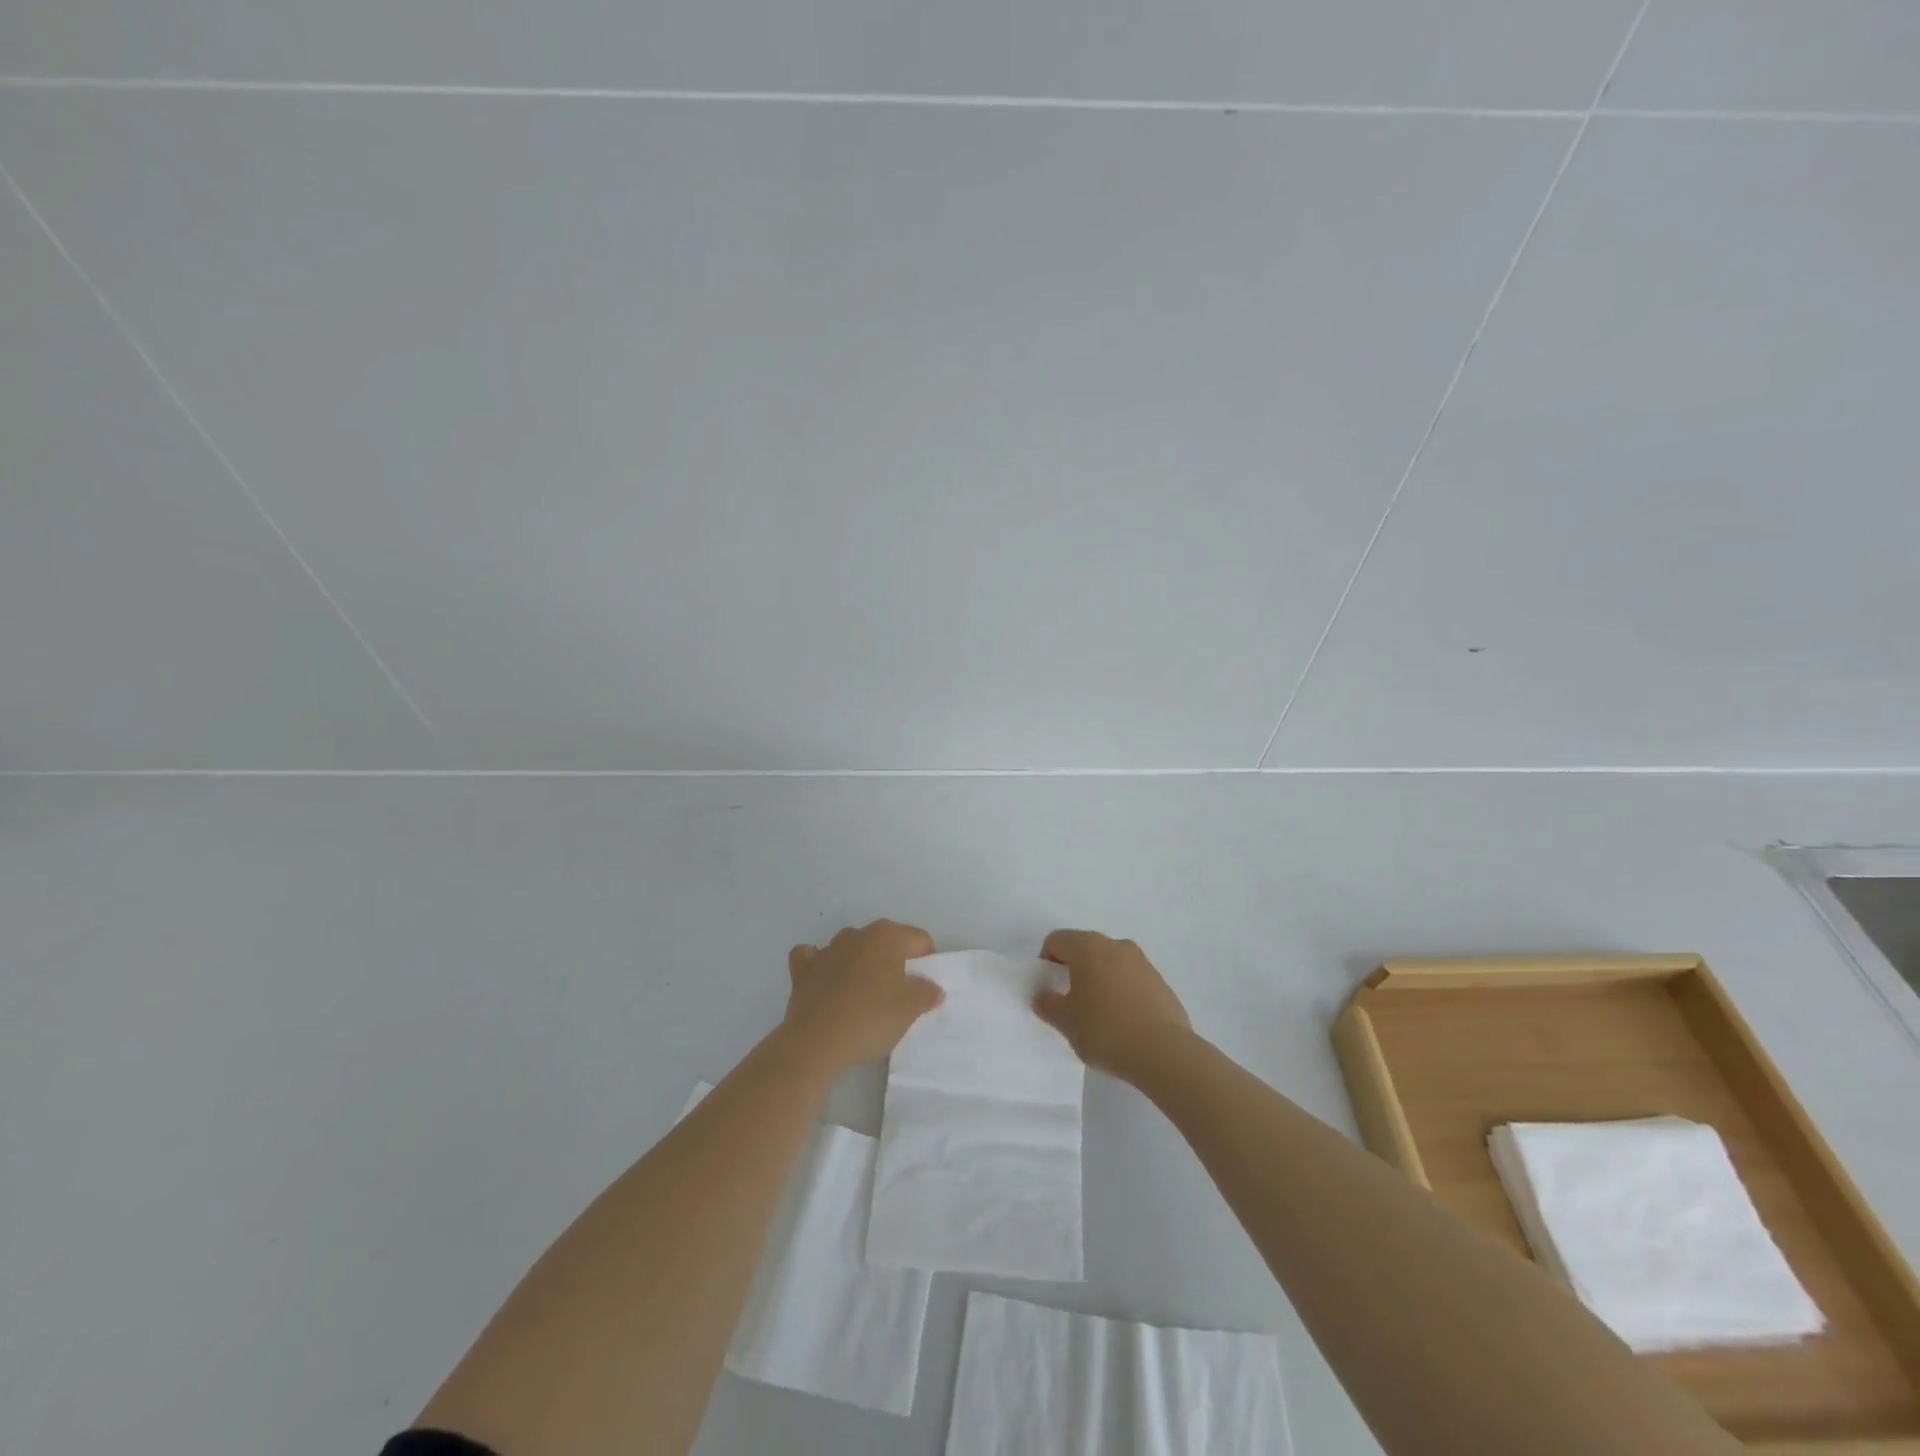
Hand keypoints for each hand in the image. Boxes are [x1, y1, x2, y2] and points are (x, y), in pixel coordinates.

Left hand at [780, 920, 943, 1073]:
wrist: (817, 1041)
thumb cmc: (872, 1017)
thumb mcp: (910, 1009)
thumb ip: (926, 993)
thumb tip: (933, 988)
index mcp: (887, 935)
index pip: (919, 940)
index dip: (927, 962)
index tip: (925, 988)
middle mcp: (857, 934)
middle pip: (885, 943)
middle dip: (894, 963)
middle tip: (899, 995)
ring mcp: (827, 950)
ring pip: (852, 949)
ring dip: (860, 965)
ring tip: (865, 997)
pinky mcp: (803, 970)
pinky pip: (815, 959)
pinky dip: (822, 966)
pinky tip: (827, 982)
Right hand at [1033, 930, 1192, 1080]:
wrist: (1164, 1052)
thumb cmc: (1106, 1030)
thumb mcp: (1067, 1023)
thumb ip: (1050, 1006)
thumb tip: (1043, 997)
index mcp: (1088, 947)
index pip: (1057, 940)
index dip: (1046, 961)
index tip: (1049, 988)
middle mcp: (1115, 945)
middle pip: (1085, 948)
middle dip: (1074, 969)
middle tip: (1070, 1001)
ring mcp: (1142, 962)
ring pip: (1110, 962)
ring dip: (1099, 979)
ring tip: (1098, 1014)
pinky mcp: (1161, 981)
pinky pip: (1131, 978)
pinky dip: (1122, 990)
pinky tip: (1123, 1021)